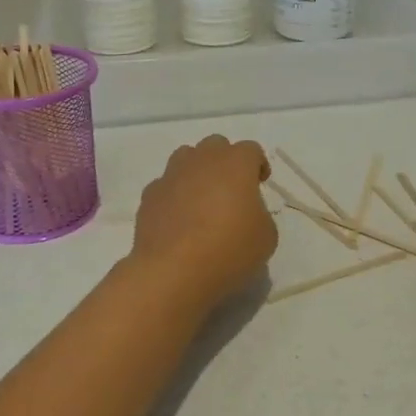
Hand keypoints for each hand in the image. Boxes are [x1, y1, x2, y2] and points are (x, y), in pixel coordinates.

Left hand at [127, 135, 278, 311]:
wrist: (173, 270)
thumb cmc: (229, 249)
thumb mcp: (266, 237)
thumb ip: (259, 214)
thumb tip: (245, 212)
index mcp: (236, 163)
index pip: (251, 150)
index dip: (257, 165)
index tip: (259, 184)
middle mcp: (202, 159)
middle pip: (216, 145)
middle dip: (225, 161)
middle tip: (231, 190)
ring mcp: (172, 174)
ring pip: (186, 157)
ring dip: (197, 171)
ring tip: (201, 200)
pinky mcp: (150, 194)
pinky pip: (166, 185)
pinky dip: (174, 195)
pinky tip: (178, 219)